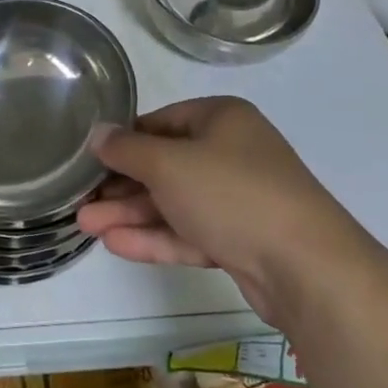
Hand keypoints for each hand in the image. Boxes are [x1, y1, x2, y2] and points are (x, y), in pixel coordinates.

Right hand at [77, 97, 347, 329]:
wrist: (307, 268)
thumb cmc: (231, 193)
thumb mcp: (169, 164)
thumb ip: (128, 149)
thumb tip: (98, 134)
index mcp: (222, 119)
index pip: (161, 121)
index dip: (124, 139)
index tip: (90, 158)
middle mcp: (231, 153)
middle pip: (165, 165)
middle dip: (122, 185)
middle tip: (81, 200)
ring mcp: (238, 200)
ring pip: (175, 202)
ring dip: (131, 214)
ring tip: (86, 226)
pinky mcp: (241, 241)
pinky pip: (190, 232)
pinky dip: (156, 237)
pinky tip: (116, 244)